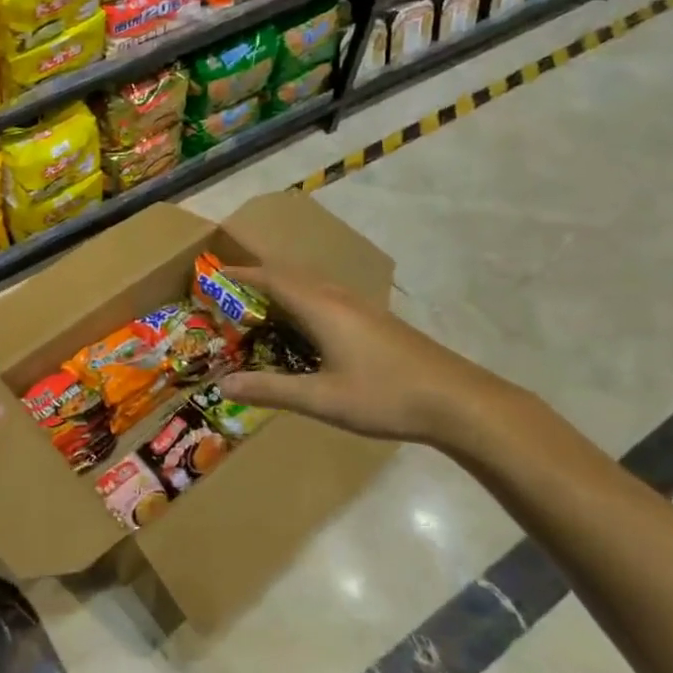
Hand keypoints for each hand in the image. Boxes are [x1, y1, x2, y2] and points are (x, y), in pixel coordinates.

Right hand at [215, 265, 537, 446]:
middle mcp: (338, 298)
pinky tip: (306, 323)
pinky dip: (303, 297)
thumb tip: (223, 385)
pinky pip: (327, 295)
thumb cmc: (385, 396)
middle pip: (292, 273)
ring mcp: (361, 307)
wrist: (457, 400)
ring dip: (283, 284)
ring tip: (261, 299)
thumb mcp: (322, 399)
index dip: (242, 273)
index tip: (214, 272)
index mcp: (321, 308)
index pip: (272, 278)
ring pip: (312, 282)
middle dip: (259, 273)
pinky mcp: (375, 320)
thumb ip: (271, 390)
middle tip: (231, 283)